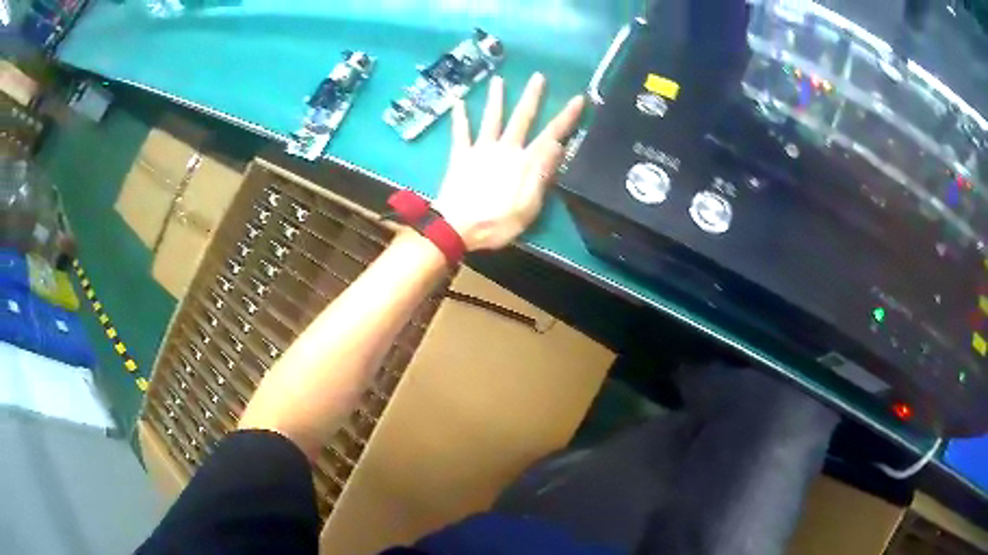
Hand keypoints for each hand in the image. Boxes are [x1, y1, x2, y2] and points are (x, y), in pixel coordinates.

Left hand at [433, 73, 584, 250]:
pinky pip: (460, 133)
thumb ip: (542, 173)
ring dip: (496, 99)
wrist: (457, 226)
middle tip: (538, 76)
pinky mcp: (460, 156)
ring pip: (491, 119)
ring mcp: (481, 150)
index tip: (578, 99)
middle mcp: (505, 149)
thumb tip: (557, 144)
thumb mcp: (529, 205)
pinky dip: (460, 117)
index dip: (566, 117)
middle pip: (521, 118)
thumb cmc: (497, 221)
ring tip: (498, 79)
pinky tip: (458, 101)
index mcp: (524, 162)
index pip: (551, 134)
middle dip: (532, 97)